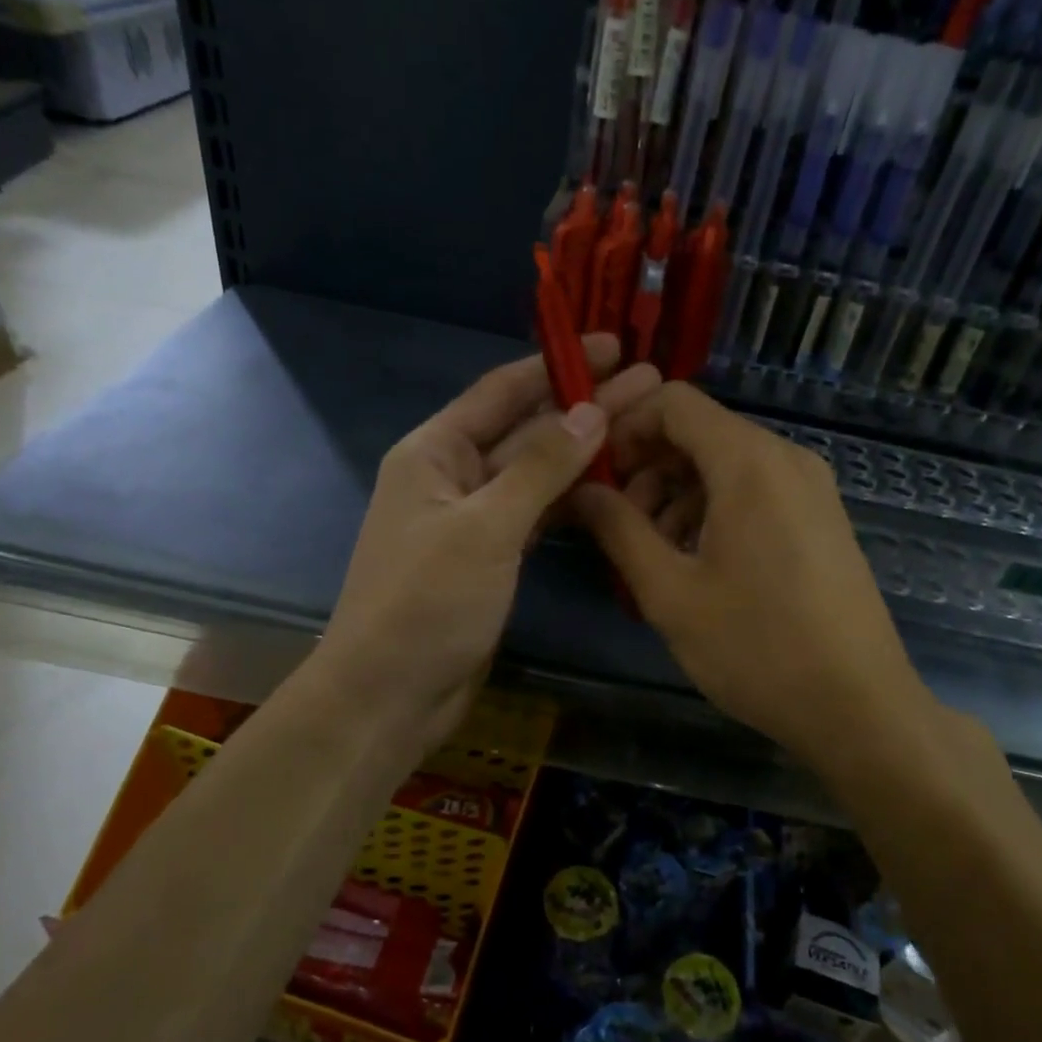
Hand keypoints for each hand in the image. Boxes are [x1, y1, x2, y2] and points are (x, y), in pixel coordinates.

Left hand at [316, 336, 660, 754]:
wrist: (389, 695)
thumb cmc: (427, 603)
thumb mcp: (486, 528)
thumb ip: (540, 468)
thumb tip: (591, 411)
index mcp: (435, 452)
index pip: (503, 391)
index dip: (558, 366)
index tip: (612, 346)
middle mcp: (453, 476)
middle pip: (527, 430)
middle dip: (585, 406)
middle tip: (652, 384)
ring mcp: (473, 519)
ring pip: (536, 473)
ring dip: (584, 451)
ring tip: (645, 427)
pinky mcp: (490, 558)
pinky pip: (536, 514)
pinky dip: (571, 498)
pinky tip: (612, 483)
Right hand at [572, 382, 926, 768]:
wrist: (859, 708)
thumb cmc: (757, 648)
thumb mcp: (670, 592)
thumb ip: (619, 529)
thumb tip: (582, 489)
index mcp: (749, 462)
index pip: (674, 401)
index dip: (624, 426)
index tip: (594, 474)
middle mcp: (786, 458)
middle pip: (700, 432)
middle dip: (647, 468)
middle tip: (618, 526)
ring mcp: (811, 488)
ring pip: (726, 465)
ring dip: (677, 495)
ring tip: (652, 555)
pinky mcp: (821, 519)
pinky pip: (755, 491)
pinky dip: (714, 510)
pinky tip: (697, 564)